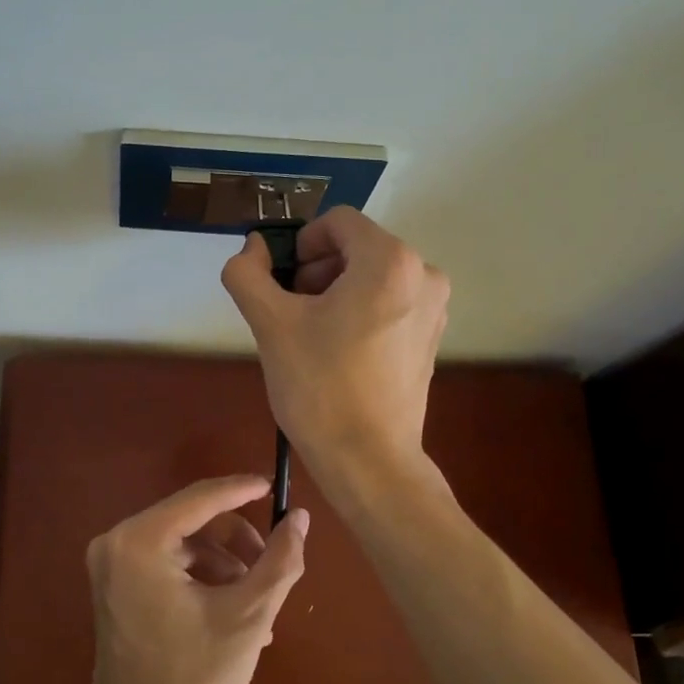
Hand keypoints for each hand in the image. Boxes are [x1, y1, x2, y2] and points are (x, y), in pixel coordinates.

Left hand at [83, 476, 307, 683]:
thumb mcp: (248, 617)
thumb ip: (280, 560)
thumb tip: (301, 517)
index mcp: (139, 542)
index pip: (201, 498)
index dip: (242, 490)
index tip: (276, 488)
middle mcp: (115, 544)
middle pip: (192, 521)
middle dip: (237, 544)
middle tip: (272, 570)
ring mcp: (110, 568)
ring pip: (184, 544)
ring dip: (225, 567)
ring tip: (259, 608)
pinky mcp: (114, 589)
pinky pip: (167, 566)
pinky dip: (203, 581)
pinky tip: (235, 617)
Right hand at [220, 206, 449, 479]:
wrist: (368, 460)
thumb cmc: (319, 387)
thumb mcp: (270, 324)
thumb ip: (248, 273)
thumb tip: (253, 247)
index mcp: (390, 261)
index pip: (336, 222)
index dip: (300, 244)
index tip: (282, 284)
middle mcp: (424, 274)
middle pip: (356, 248)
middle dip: (317, 271)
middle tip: (291, 313)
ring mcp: (435, 308)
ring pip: (372, 276)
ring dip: (336, 292)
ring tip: (312, 336)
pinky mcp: (432, 337)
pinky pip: (389, 303)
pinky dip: (360, 312)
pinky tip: (339, 353)